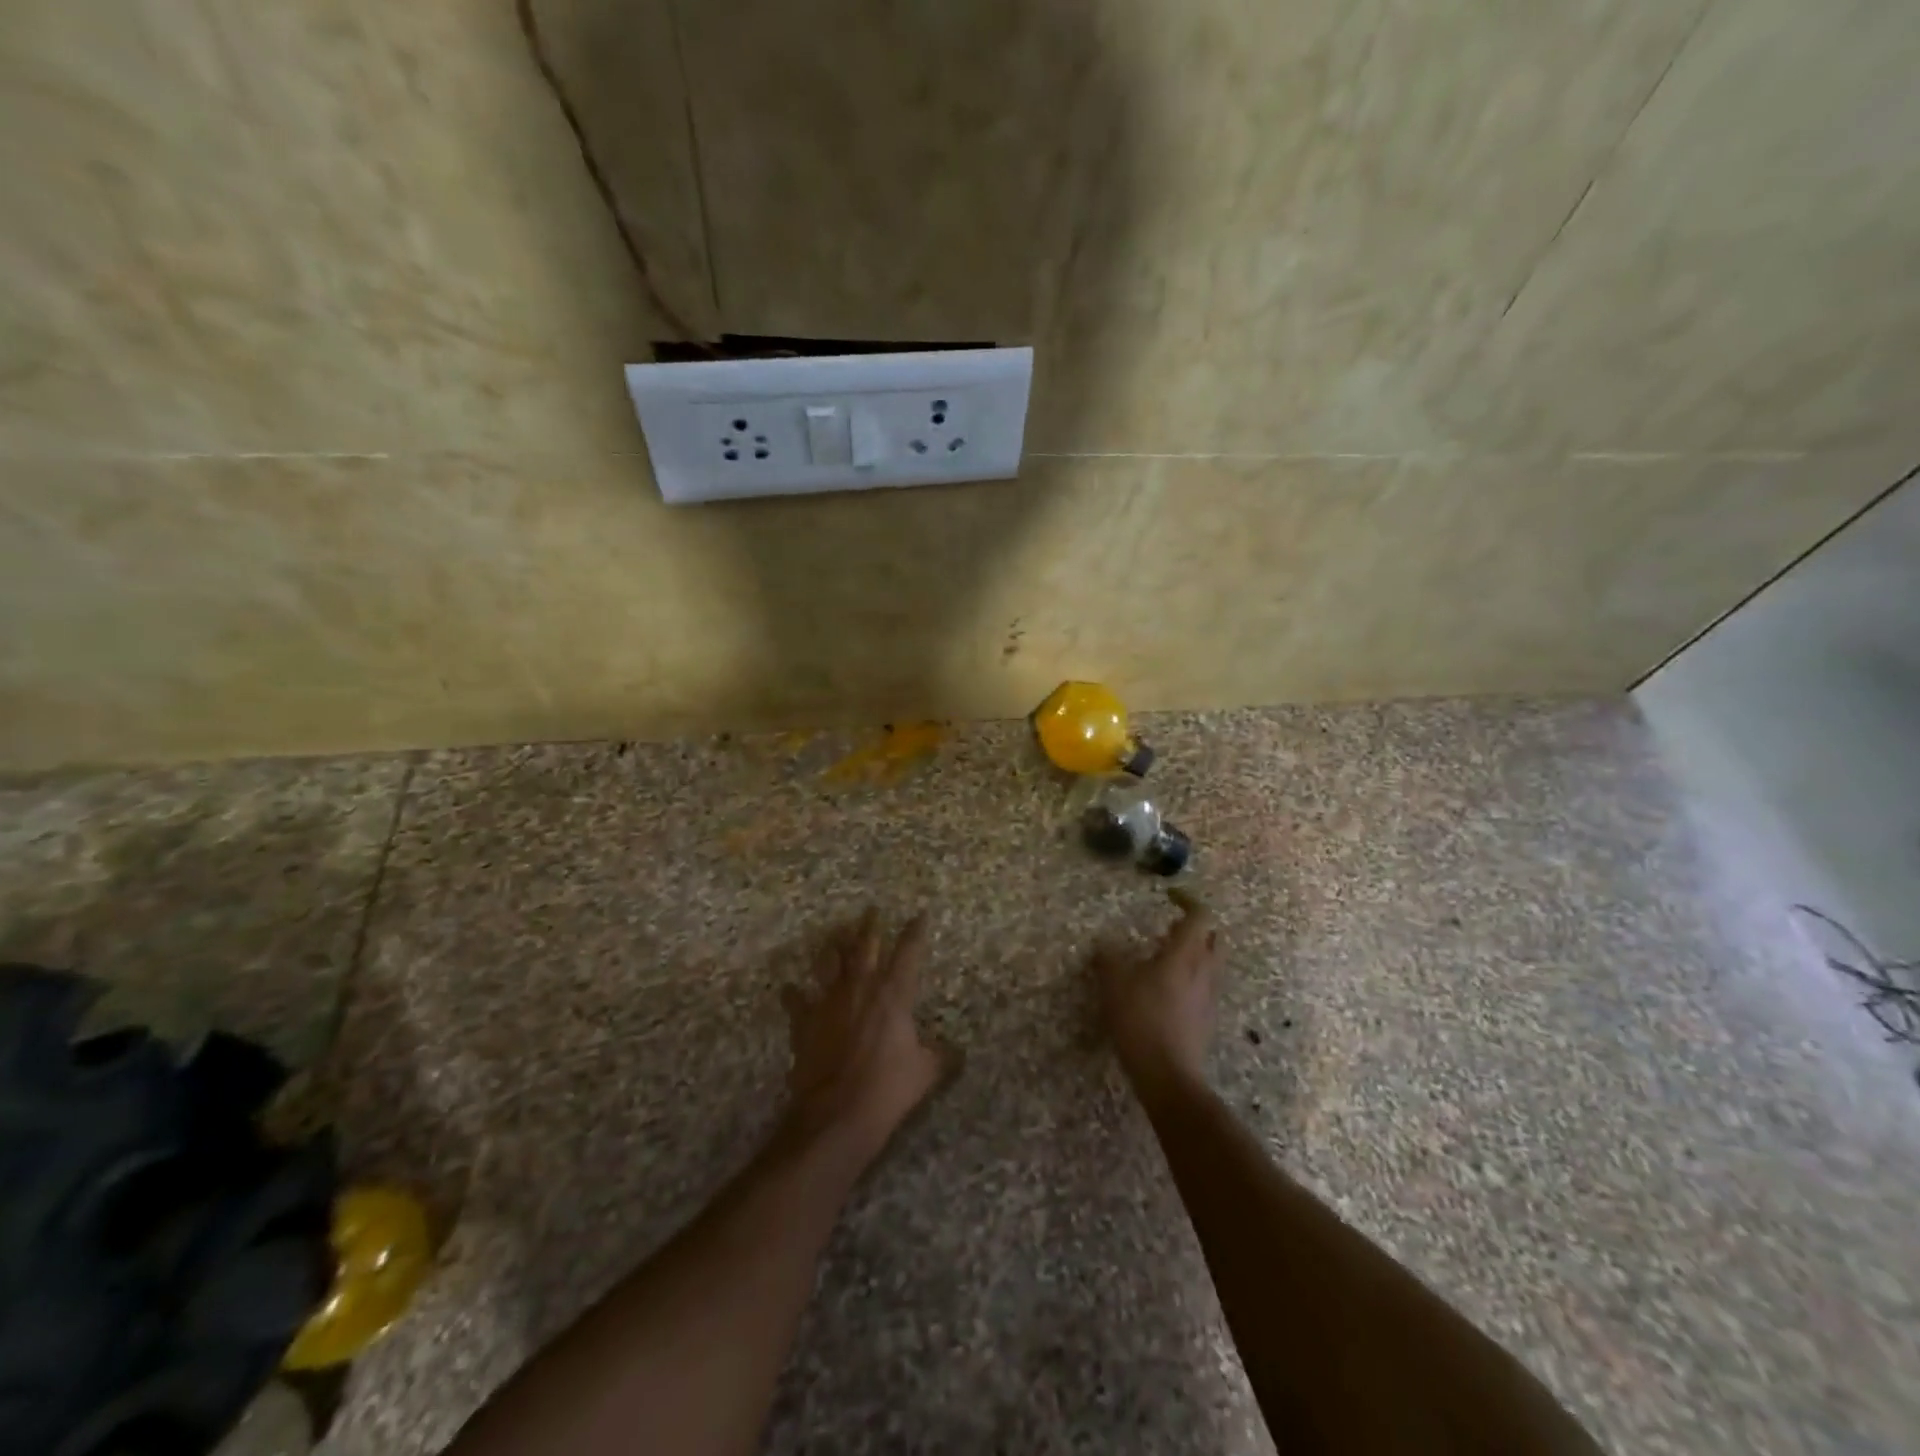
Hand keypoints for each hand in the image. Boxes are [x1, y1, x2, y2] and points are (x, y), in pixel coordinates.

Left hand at [780, 909, 947, 1160]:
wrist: (837, 1113)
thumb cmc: (888, 1088)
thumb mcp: (925, 1072)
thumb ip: (941, 1056)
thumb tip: (958, 1052)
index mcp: (893, 994)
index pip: (908, 952)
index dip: (915, 931)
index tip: (920, 914)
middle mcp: (860, 988)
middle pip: (865, 946)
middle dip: (870, 926)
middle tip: (872, 909)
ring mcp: (829, 1002)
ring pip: (829, 962)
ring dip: (833, 947)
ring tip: (834, 935)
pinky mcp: (805, 1022)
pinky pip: (797, 1001)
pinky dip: (794, 994)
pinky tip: (790, 988)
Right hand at [1094, 890, 1220, 1094]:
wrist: (1168, 1074)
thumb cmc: (1141, 1019)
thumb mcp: (1114, 984)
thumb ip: (1108, 959)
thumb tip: (1103, 945)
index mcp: (1185, 954)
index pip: (1200, 915)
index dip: (1187, 900)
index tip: (1169, 895)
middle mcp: (1204, 970)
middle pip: (1214, 937)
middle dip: (1197, 926)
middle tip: (1170, 927)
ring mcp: (1210, 996)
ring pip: (1212, 962)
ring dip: (1195, 952)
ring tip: (1166, 957)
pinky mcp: (1207, 1018)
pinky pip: (1206, 985)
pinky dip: (1192, 976)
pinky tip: (1168, 989)